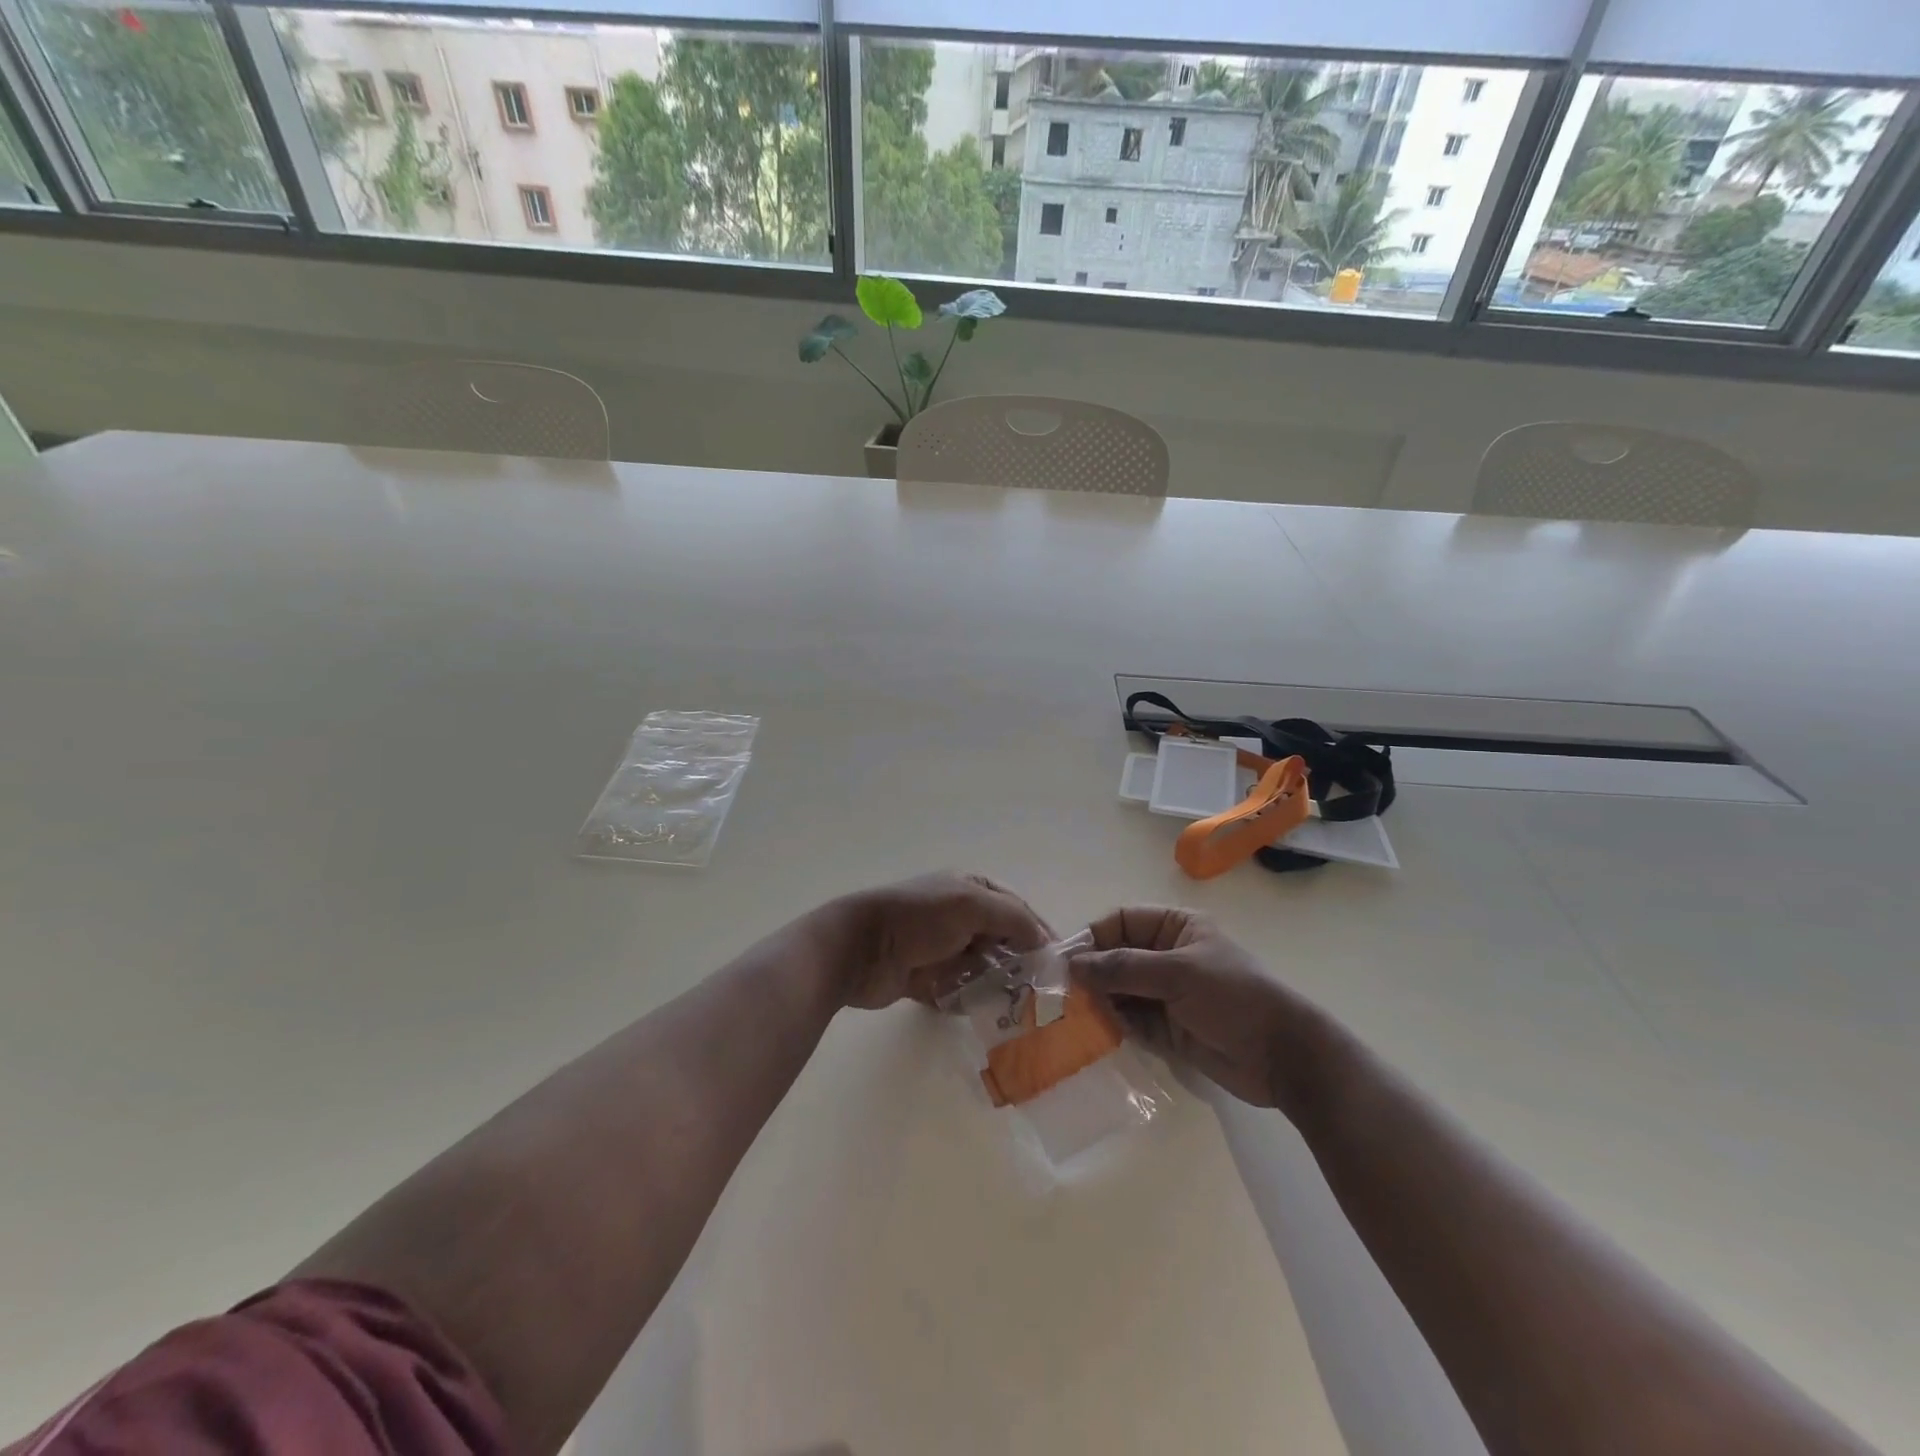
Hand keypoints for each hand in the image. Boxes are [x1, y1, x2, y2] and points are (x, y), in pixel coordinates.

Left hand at [823, 871, 1051, 1009]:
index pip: (1016, 909)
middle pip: (1002, 940)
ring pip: (983, 968)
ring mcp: (942, 947)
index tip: (1059, 962)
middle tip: (1042, 992)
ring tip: (1018, 1008)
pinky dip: (970, 1000)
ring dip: (997, 985)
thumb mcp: (971, 904)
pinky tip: (984, 1012)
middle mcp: (959, 915)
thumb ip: (1013, 917)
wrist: (859, 949)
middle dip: (1020, 963)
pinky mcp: (927, 978)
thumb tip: (1044, 940)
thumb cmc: (918, 918)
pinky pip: (960, 991)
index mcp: (971, 888)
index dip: (1038, 932)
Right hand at [1070, 907, 1312, 1108]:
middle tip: (1060, 993)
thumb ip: (1123, 967)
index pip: (1123, 922)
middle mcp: (1168, 956)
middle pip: (1117, 957)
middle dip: (1091, 973)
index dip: (1094, 937)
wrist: (1283, 1057)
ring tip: (1070, 1016)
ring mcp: (1167, 994)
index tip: (1066, 961)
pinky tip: (1092, 1034)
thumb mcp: (1177, 973)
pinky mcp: (1167, 1029)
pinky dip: (1112, 1025)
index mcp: (1176, 928)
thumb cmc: (1233, 997)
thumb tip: (1074, 965)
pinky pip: (1130, 1021)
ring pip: (1120, 990)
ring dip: (1098, 1001)